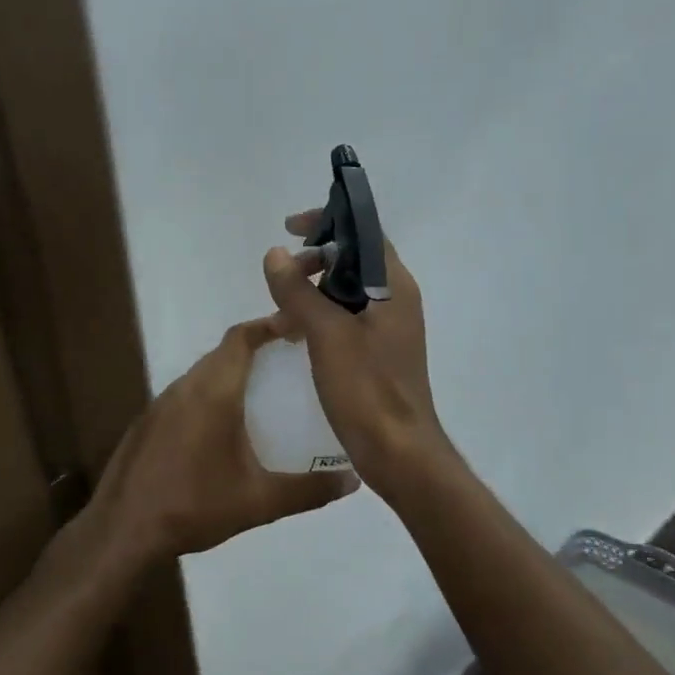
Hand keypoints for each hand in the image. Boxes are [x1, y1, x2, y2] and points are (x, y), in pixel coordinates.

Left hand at [89, 315, 360, 564]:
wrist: (123, 531)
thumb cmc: (194, 506)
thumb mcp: (259, 501)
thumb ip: (309, 490)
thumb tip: (352, 481)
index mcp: (212, 392)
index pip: (241, 338)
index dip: (269, 326)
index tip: (298, 327)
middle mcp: (183, 388)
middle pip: (222, 353)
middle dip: (255, 350)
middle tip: (290, 364)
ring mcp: (159, 405)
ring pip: (200, 375)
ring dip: (229, 375)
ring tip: (262, 395)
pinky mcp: (146, 425)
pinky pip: (184, 396)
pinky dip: (208, 397)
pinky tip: (221, 430)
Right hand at [263, 211, 451, 499]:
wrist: (398, 452)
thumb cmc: (367, 388)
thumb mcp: (327, 334)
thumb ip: (299, 291)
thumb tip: (276, 254)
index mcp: (394, 288)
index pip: (365, 234)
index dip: (329, 222)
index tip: (291, 228)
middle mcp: (396, 303)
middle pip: (354, 263)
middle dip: (315, 261)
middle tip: (283, 273)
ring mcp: (387, 331)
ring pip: (346, 295)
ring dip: (313, 292)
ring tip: (280, 309)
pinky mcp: (376, 356)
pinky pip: (344, 322)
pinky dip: (318, 319)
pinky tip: (293, 336)